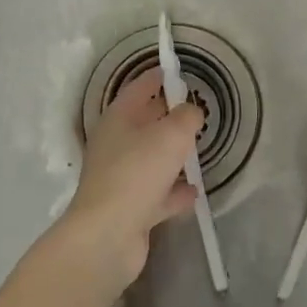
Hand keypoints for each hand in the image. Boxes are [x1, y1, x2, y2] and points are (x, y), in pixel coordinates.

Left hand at [60, 67, 203, 289]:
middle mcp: (115, 145)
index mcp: (118, 119)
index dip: (158, 77)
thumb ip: (187, 117)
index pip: (139, 88)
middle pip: (144, 123)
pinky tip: (194, 191)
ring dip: (171, 156)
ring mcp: (120, 178)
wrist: (108, 236)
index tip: (176, 71)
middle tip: (195, 112)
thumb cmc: (138, 173)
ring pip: (150, 159)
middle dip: (168, 116)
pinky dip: (174, 191)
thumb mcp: (172, 135)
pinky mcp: (129, 209)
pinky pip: (157, 193)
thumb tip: (192, 112)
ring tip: (198, 151)